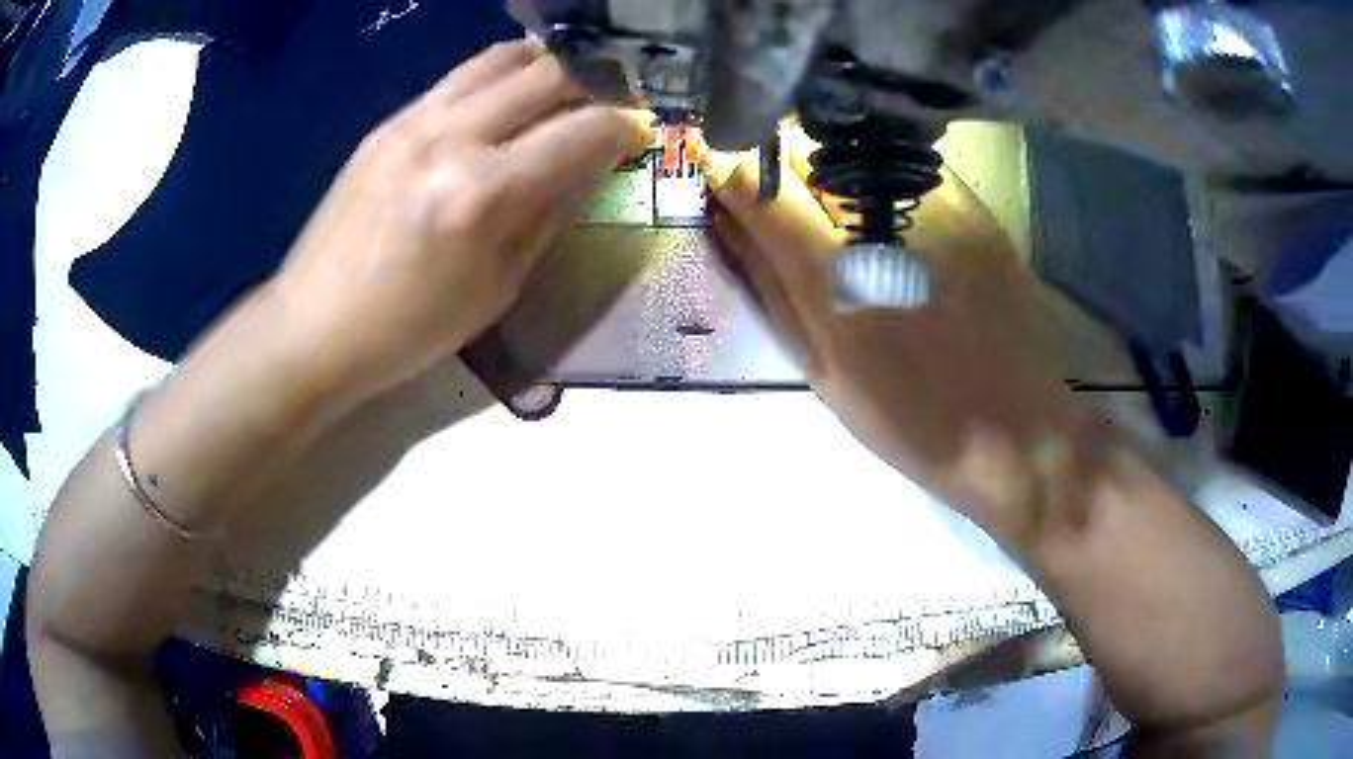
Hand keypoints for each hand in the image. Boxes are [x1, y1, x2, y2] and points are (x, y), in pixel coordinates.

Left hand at [270, 41, 645, 401]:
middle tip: (602, 105)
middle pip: (547, 73)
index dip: (623, 127)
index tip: (635, 134)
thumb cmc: (408, 329)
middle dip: (591, 83)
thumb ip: (545, 218)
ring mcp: (413, 121)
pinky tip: (500, 104)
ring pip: (499, 58)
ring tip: (558, 89)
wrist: (312, 326)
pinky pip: (456, 78)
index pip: (582, 131)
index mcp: (484, 192)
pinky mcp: (387, 122)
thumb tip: (581, 171)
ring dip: (542, 65)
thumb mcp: (496, 290)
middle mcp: (452, 137)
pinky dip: (495, 79)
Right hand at [704, 150, 1079, 545]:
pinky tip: (889, 213)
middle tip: (773, 188)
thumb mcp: (824, 372)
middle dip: (774, 159)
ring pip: (854, 148)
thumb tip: (725, 221)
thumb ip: (771, 288)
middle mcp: (883, 222)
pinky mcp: (976, 204)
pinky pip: (905, 165)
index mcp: (835, 277)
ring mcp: (938, 204)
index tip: (710, 155)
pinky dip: (878, 175)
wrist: (1019, 435)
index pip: (756, 182)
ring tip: (835, 205)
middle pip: (803, 149)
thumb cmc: (913, 424)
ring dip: (826, 165)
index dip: (722, 159)